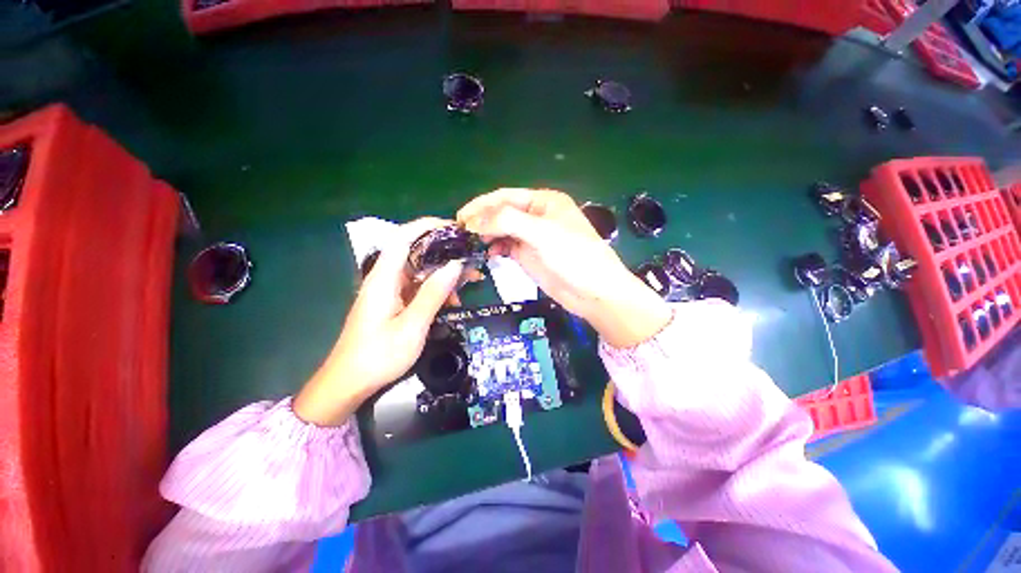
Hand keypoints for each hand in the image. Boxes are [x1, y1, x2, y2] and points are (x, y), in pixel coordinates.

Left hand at [293, 218, 463, 426]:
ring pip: (421, 272)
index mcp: (384, 278)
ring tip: (471, 282)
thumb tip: (455, 265)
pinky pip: (418, 288)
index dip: (427, 226)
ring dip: (445, 275)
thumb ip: (433, 293)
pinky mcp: (393, 303)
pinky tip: (453, 303)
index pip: (403, 238)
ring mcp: (389, 291)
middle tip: (471, 258)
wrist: (348, 383)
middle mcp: (385, 279)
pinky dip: (437, 291)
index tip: (454, 227)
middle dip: (445, 253)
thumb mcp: (413, 325)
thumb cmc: (379, 355)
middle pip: (416, 253)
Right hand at [458, 188, 670, 347]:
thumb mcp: (541, 233)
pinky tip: (488, 253)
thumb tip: (473, 221)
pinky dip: (495, 248)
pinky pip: (506, 246)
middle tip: (461, 233)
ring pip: (502, 230)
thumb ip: (507, 221)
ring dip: (486, 235)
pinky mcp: (529, 255)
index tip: (461, 218)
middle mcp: (536, 215)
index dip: (482, 205)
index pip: (505, 197)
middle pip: (501, 213)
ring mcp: (532, 237)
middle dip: (482, 220)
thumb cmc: (573, 256)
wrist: (593, 292)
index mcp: (544, 201)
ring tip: (471, 243)